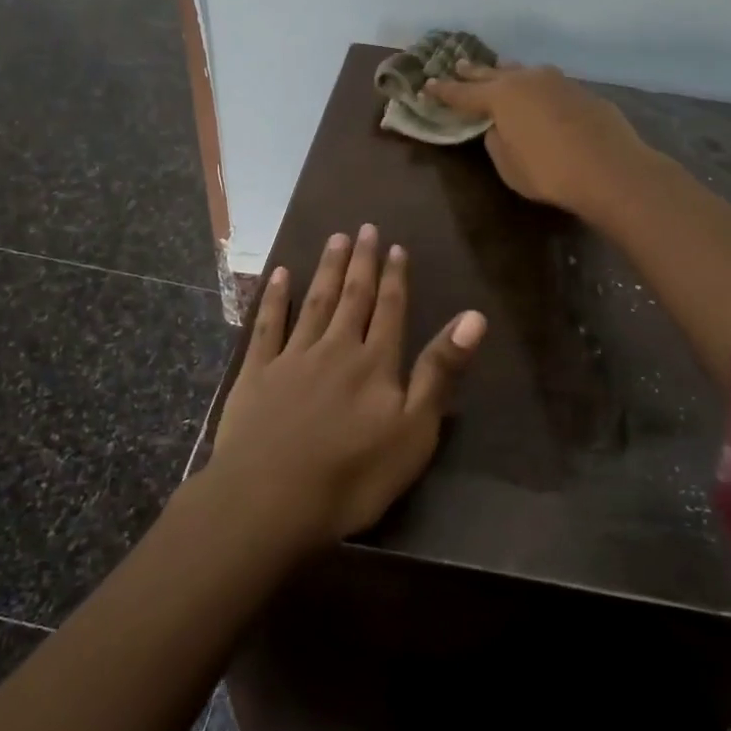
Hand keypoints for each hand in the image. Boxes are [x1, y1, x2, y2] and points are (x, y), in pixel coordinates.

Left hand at [208, 225, 485, 548]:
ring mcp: (292, 358)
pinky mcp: (256, 374)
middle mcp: (335, 348)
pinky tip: (280, 275)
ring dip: (326, 270)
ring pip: (314, 302)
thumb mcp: (414, 431)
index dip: (395, 277)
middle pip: (352, 297)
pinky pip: (267, 326)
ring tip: (335, 239)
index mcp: (375, 363)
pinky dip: (275, 298)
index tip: (395, 247)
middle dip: (361, 262)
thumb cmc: (353, 476)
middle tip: (365, 229)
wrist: (270, 501)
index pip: (390, 309)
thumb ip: (440, 371)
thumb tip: (474, 317)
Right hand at [425, 61, 649, 218]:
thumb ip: (497, 141)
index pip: (463, 93)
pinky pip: (548, 84)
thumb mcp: (509, 165)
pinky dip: (535, 86)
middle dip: (473, 72)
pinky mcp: (581, 92)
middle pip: (492, 73)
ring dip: (507, 72)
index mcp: (501, 97)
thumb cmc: (549, 172)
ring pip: (524, 72)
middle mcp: (526, 80)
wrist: (609, 169)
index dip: (444, 91)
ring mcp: (557, 82)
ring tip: (498, 70)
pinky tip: (538, 93)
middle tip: (457, 65)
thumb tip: (499, 127)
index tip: (428, 85)